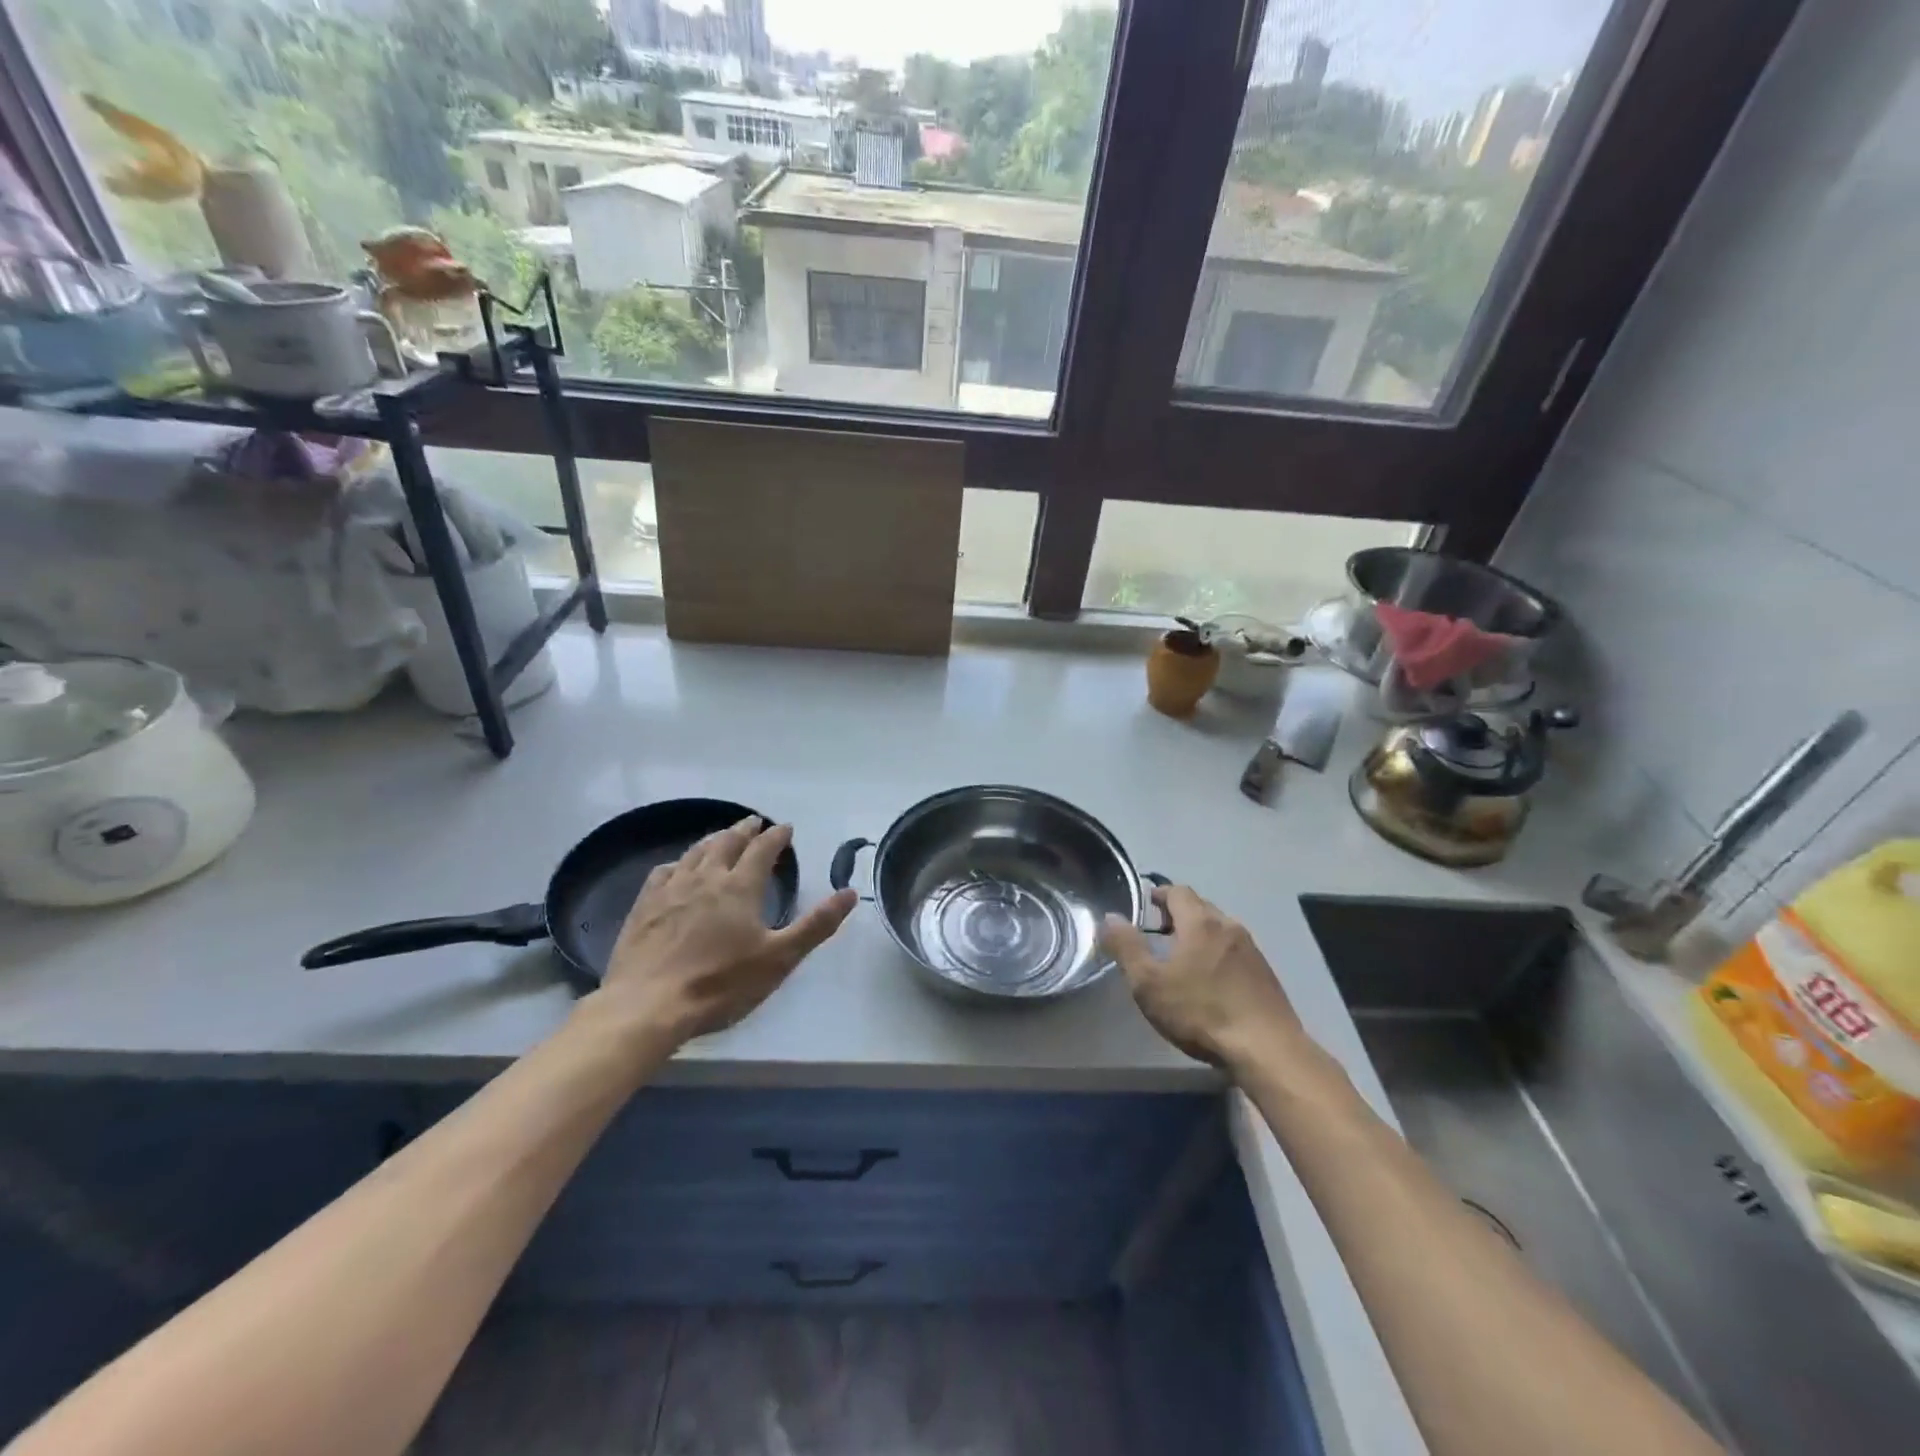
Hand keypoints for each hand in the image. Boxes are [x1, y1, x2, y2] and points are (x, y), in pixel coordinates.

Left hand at [595, 817, 855, 1043]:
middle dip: (744, 830)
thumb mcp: (780, 958)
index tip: (785, 827)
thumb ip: (816, 924)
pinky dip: (678, 862)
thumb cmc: (721, 983)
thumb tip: (850, 892)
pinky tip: (677, 867)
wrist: (648, 1005)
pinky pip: (663, 872)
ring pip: (695, 852)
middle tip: (754, 822)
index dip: (776, 836)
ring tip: (721, 836)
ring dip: (713, 839)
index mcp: (740, 887)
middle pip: (727, 842)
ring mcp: (671, 890)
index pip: (763, 850)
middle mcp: (706, 878)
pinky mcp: (644, 906)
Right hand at [1100, 884, 1305, 1069]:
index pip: (1178, 891)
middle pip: (1200, 907)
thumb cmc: (1201, 1012)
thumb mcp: (1149, 983)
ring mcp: (1252, 950)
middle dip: (1178, 914)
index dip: (1159, 894)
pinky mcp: (1266, 974)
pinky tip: (1211, 981)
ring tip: (1182, 957)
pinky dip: (1218, 953)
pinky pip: (1235, 950)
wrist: (1267, 1050)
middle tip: (1158, 932)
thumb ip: (1126, 947)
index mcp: (1200, 922)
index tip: (1145, 905)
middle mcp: (1229, 926)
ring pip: (1220, 929)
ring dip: (1199, 934)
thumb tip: (1111, 917)